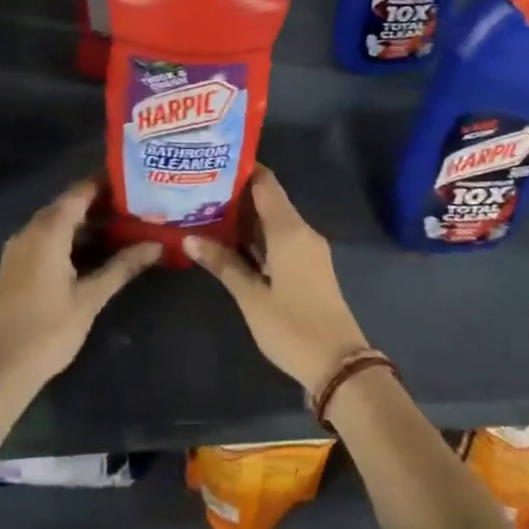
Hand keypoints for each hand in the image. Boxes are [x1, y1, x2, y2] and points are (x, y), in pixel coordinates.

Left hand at [0, 179, 161, 401]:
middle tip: (138, 204)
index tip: (136, 180)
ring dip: (87, 224)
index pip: (80, 192)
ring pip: (58, 224)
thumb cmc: (47, 331)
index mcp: (47, 231)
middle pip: (69, 206)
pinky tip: (96, 253)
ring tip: (125, 226)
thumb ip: (123, 267)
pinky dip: (72, 239)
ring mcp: (20, 250)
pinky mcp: (17, 268)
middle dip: (101, 203)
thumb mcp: (90, 298)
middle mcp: (30, 232)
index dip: (106, 183)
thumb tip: (157, 244)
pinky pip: (48, 240)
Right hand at [183, 166, 370, 393]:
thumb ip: (223, 263)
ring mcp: (309, 250)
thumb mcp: (251, 296)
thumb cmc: (292, 327)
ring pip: (274, 220)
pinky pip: (281, 238)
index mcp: (289, 230)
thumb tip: (189, 238)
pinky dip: (258, 236)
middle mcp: (302, 231)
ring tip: (208, 212)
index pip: (266, 183)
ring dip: (246, 217)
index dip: (242, 170)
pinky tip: (233, 242)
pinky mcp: (310, 267)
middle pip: (269, 199)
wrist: (339, 364)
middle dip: (237, 194)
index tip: (212, 164)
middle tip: (200, 190)